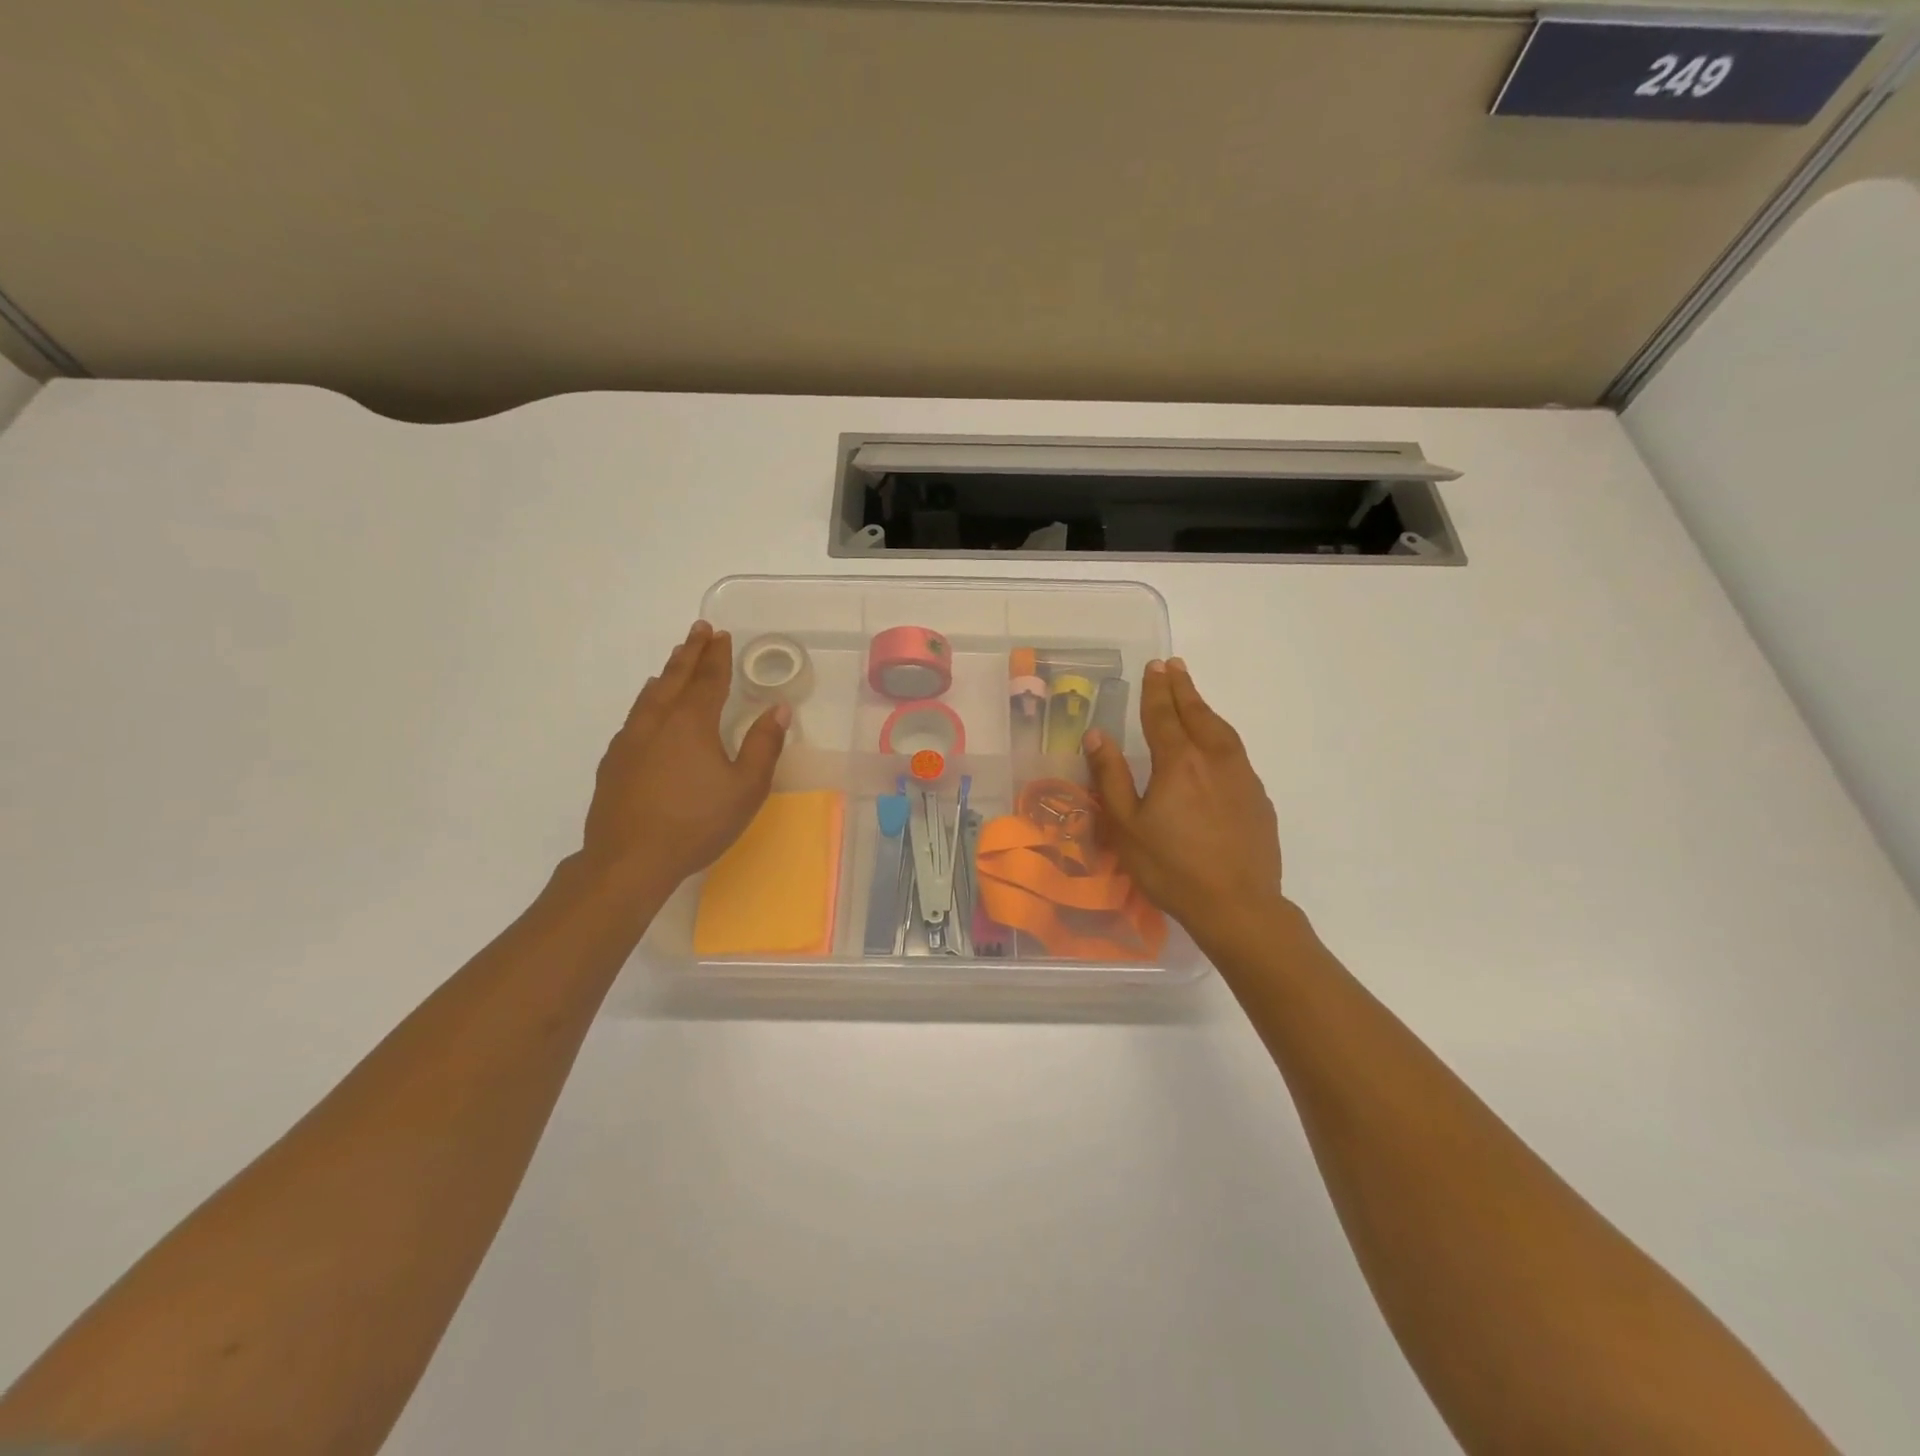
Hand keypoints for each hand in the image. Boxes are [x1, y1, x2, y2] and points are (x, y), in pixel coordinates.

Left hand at [580, 621, 787, 889]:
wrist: (629, 859)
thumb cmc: (697, 822)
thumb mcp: (746, 788)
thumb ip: (763, 745)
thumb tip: (778, 708)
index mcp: (692, 722)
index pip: (709, 678)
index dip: (717, 655)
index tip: (722, 634)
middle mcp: (658, 721)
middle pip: (675, 677)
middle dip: (690, 652)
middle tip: (698, 630)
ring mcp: (630, 740)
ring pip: (650, 695)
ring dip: (666, 674)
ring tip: (675, 661)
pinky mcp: (614, 762)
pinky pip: (634, 717)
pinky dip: (646, 702)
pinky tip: (647, 711)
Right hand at [1083, 658, 1284, 939]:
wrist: (1237, 905)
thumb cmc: (1171, 868)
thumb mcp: (1126, 826)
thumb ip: (1111, 776)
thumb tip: (1097, 735)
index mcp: (1178, 762)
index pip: (1164, 714)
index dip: (1156, 689)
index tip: (1154, 665)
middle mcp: (1214, 758)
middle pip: (1197, 713)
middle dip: (1182, 688)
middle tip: (1173, 666)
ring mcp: (1242, 777)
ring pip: (1221, 730)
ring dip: (1204, 708)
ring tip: (1193, 697)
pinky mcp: (1258, 797)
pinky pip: (1236, 752)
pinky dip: (1220, 735)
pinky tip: (1216, 745)